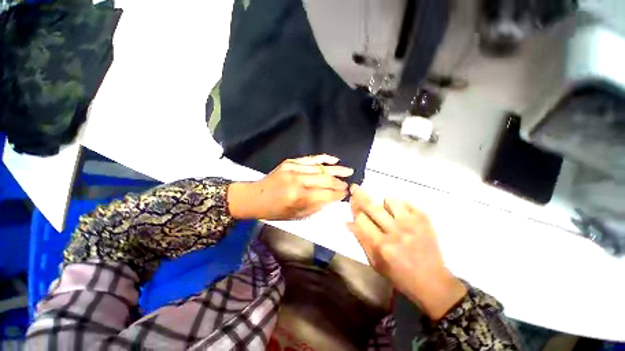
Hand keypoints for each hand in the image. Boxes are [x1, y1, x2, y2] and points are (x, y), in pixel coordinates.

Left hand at [228, 155, 353, 220]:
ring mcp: (294, 168)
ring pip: (321, 168)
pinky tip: (335, 160)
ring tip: (349, 171)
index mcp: (298, 197)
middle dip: (339, 183)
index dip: (338, 194)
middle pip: (326, 180)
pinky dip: (324, 159)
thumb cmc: (275, 210)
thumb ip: (316, 206)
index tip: (346, 193)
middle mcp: (298, 181)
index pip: (326, 194)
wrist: (255, 196)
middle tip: (348, 184)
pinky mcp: (290, 162)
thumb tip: (332, 198)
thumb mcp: (296, 216)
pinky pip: (311, 158)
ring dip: (337, 170)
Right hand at [347, 184, 466, 320]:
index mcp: (382, 246)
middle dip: (359, 195)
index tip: (352, 202)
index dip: (354, 210)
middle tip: (355, 187)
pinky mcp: (424, 220)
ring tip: (387, 213)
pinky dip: (400, 206)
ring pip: (390, 200)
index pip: (361, 219)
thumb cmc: (399, 275)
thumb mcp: (375, 263)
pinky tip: (401, 215)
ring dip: (383, 204)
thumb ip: (361, 240)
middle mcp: (396, 232)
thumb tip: (348, 222)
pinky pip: (406, 202)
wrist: (433, 282)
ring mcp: (412, 224)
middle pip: (372, 206)